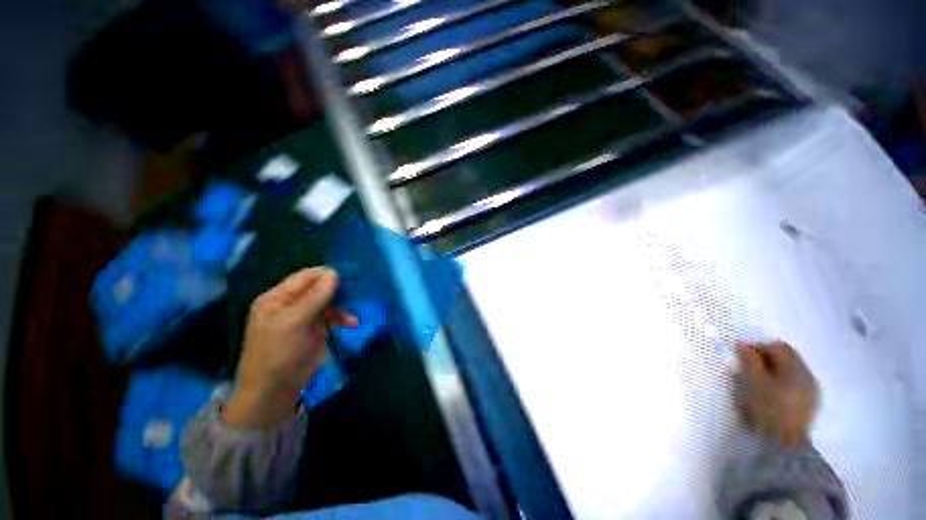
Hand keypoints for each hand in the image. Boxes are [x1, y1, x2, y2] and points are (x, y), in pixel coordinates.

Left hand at [223, 267, 356, 428]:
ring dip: (342, 305)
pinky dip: (343, 318)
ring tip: (352, 313)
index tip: (349, 275)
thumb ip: (315, 297)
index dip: (326, 274)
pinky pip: (332, 316)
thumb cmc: (278, 352)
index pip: (305, 277)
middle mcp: (291, 303)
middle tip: (356, 290)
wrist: (275, 390)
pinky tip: (352, 323)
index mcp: (278, 297)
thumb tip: (334, 273)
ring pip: (328, 301)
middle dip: (337, 289)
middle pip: (318, 287)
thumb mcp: (294, 322)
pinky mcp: (316, 329)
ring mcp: (304, 316)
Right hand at [734, 342, 818, 446]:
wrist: (783, 446)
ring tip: (754, 383)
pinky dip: (778, 385)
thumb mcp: (752, 382)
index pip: (777, 347)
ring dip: (771, 373)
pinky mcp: (808, 406)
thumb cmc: (767, 409)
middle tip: (746, 368)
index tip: (741, 355)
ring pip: (789, 373)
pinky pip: (792, 386)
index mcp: (797, 369)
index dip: (758, 347)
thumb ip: (748, 360)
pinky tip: (767, 395)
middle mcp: (808, 377)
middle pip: (786, 359)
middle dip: (765, 360)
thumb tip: (743, 345)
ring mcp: (810, 393)